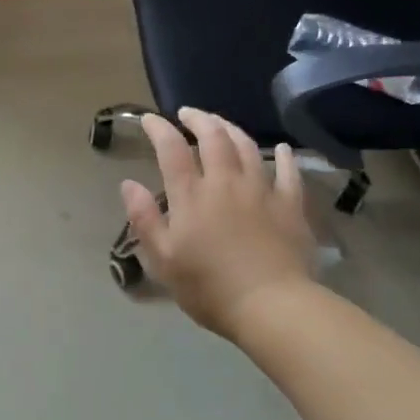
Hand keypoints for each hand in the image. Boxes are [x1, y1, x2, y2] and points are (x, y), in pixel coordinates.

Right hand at [121, 108, 317, 339]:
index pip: (171, 149)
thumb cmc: (209, 287)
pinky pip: (289, 172)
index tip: (149, 119)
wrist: (271, 306)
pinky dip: (284, 157)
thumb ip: (144, 218)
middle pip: (213, 137)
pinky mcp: (290, 206)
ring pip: (247, 147)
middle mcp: (225, 182)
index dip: (159, 128)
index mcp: (191, 195)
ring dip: (232, 129)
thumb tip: (128, 183)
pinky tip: (282, 149)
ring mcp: (262, 190)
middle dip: (198, 119)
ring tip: (221, 124)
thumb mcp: (163, 259)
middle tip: (187, 113)